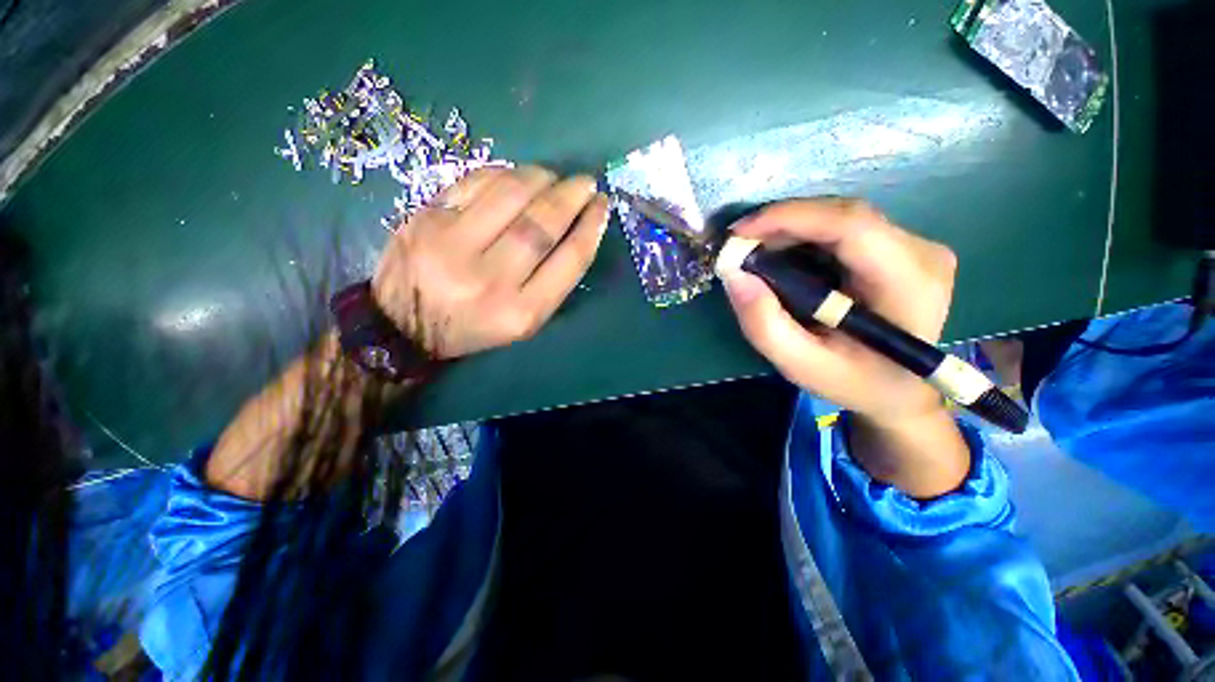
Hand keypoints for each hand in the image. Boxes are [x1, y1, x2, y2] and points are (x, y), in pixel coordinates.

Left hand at [373, 166, 609, 358]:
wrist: (402, 326)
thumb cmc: (473, 328)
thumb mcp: (522, 322)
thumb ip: (551, 283)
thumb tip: (575, 228)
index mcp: (521, 313)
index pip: (569, 261)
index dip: (591, 227)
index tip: (602, 207)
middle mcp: (490, 280)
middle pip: (541, 224)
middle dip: (571, 196)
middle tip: (585, 183)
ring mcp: (453, 246)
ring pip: (510, 195)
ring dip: (540, 178)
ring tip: (553, 176)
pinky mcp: (425, 219)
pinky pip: (474, 182)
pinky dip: (503, 173)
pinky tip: (516, 176)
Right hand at [720, 199, 957, 426]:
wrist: (898, 391)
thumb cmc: (854, 383)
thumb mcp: (800, 365)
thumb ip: (764, 324)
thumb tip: (734, 275)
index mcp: (909, 282)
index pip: (851, 225)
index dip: (790, 217)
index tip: (739, 233)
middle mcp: (921, 252)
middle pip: (843, 215)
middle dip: (782, 223)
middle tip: (740, 245)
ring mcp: (914, 246)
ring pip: (840, 217)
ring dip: (790, 229)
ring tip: (754, 251)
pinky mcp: (899, 248)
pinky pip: (842, 228)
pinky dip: (803, 236)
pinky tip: (780, 254)